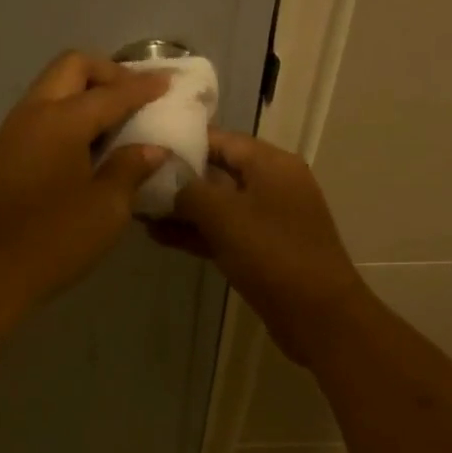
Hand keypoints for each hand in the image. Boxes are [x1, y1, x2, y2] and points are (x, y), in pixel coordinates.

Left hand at [0, 50, 170, 318]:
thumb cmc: (53, 240)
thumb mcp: (106, 208)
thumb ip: (130, 169)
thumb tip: (151, 148)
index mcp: (61, 120)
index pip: (112, 92)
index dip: (144, 87)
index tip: (170, 83)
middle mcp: (33, 114)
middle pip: (72, 68)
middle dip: (108, 74)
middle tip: (136, 97)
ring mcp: (12, 133)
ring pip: (52, 90)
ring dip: (85, 94)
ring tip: (117, 122)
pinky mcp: (4, 156)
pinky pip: (42, 116)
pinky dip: (68, 116)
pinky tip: (88, 147)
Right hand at [150, 129, 372, 366]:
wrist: (316, 312)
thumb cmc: (272, 253)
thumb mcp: (224, 215)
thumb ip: (190, 191)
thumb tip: (169, 182)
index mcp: (271, 164)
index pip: (221, 140)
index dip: (183, 141)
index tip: (146, 146)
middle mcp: (271, 185)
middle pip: (218, 172)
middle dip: (178, 178)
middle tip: (135, 181)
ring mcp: (268, 220)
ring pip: (218, 207)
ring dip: (181, 210)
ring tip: (138, 210)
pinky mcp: (261, 251)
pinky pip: (223, 233)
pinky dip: (195, 234)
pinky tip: (159, 237)